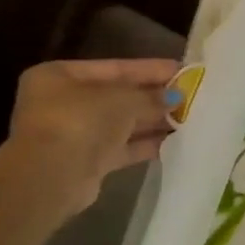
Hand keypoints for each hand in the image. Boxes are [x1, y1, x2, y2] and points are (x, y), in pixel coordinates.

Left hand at [3, 59, 176, 213]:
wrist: (52, 176)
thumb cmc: (82, 121)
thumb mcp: (124, 99)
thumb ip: (152, 96)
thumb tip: (177, 96)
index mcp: (60, 76)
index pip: (115, 68)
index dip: (150, 69)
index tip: (182, 70)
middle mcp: (63, 102)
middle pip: (118, 96)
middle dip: (155, 97)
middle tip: (192, 95)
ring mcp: (74, 133)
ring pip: (122, 123)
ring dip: (154, 121)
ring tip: (191, 117)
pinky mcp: (86, 161)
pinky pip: (122, 147)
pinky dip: (146, 144)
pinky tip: (176, 140)